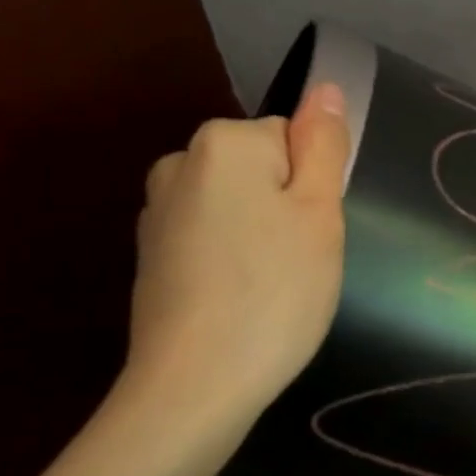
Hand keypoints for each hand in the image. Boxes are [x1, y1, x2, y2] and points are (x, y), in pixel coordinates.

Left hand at [123, 83, 350, 446]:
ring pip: (238, 205)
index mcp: (223, 144)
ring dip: (261, 234)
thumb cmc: (274, 292)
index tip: (311, 233)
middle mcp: (180, 163)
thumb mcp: (319, 213)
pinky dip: (231, 260)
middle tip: (299, 262)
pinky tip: (238, 300)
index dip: (313, 187)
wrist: (195, 386)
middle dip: (286, 208)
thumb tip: (323, 88)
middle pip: (262, 169)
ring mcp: (157, 212)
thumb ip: (323, 145)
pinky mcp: (152, 256)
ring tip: (270, 287)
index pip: (293, 139)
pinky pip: (211, 237)